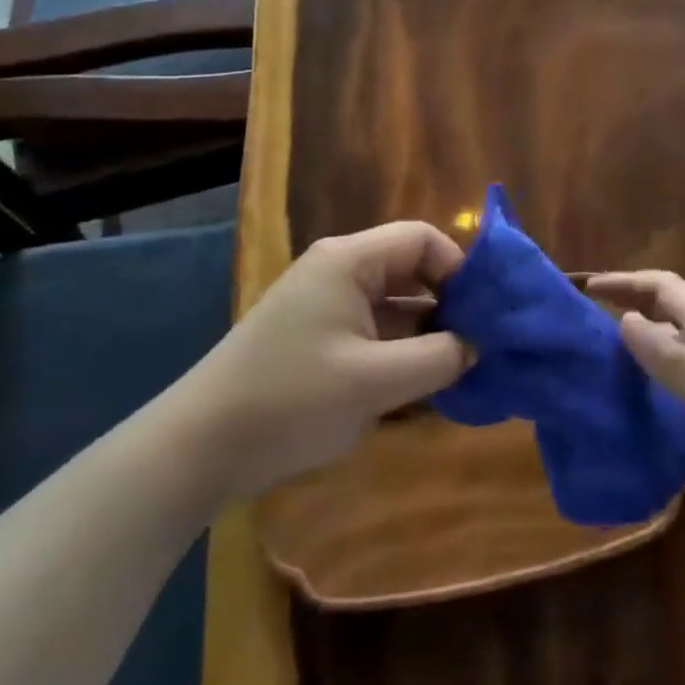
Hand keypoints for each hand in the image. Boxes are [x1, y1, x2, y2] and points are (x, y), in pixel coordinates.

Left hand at [187, 222, 470, 497]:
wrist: (202, 445)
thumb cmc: (291, 399)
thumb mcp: (374, 381)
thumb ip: (436, 358)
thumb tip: (476, 345)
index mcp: (349, 261)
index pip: (422, 239)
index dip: (459, 269)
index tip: (482, 315)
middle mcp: (339, 271)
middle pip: (410, 269)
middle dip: (448, 303)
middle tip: (479, 346)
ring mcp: (326, 305)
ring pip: (394, 304)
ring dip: (426, 333)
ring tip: (460, 370)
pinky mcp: (319, 337)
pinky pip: (374, 331)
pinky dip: (400, 351)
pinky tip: (422, 386)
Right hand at [587, 271, 684, 532]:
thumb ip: (678, 361)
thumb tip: (625, 321)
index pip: (665, 290)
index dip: (627, 282)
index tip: (586, 289)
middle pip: (660, 325)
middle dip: (620, 322)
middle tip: (574, 343)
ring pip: (665, 367)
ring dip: (631, 367)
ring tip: (587, 383)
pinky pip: (675, 407)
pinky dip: (649, 407)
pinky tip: (626, 426)